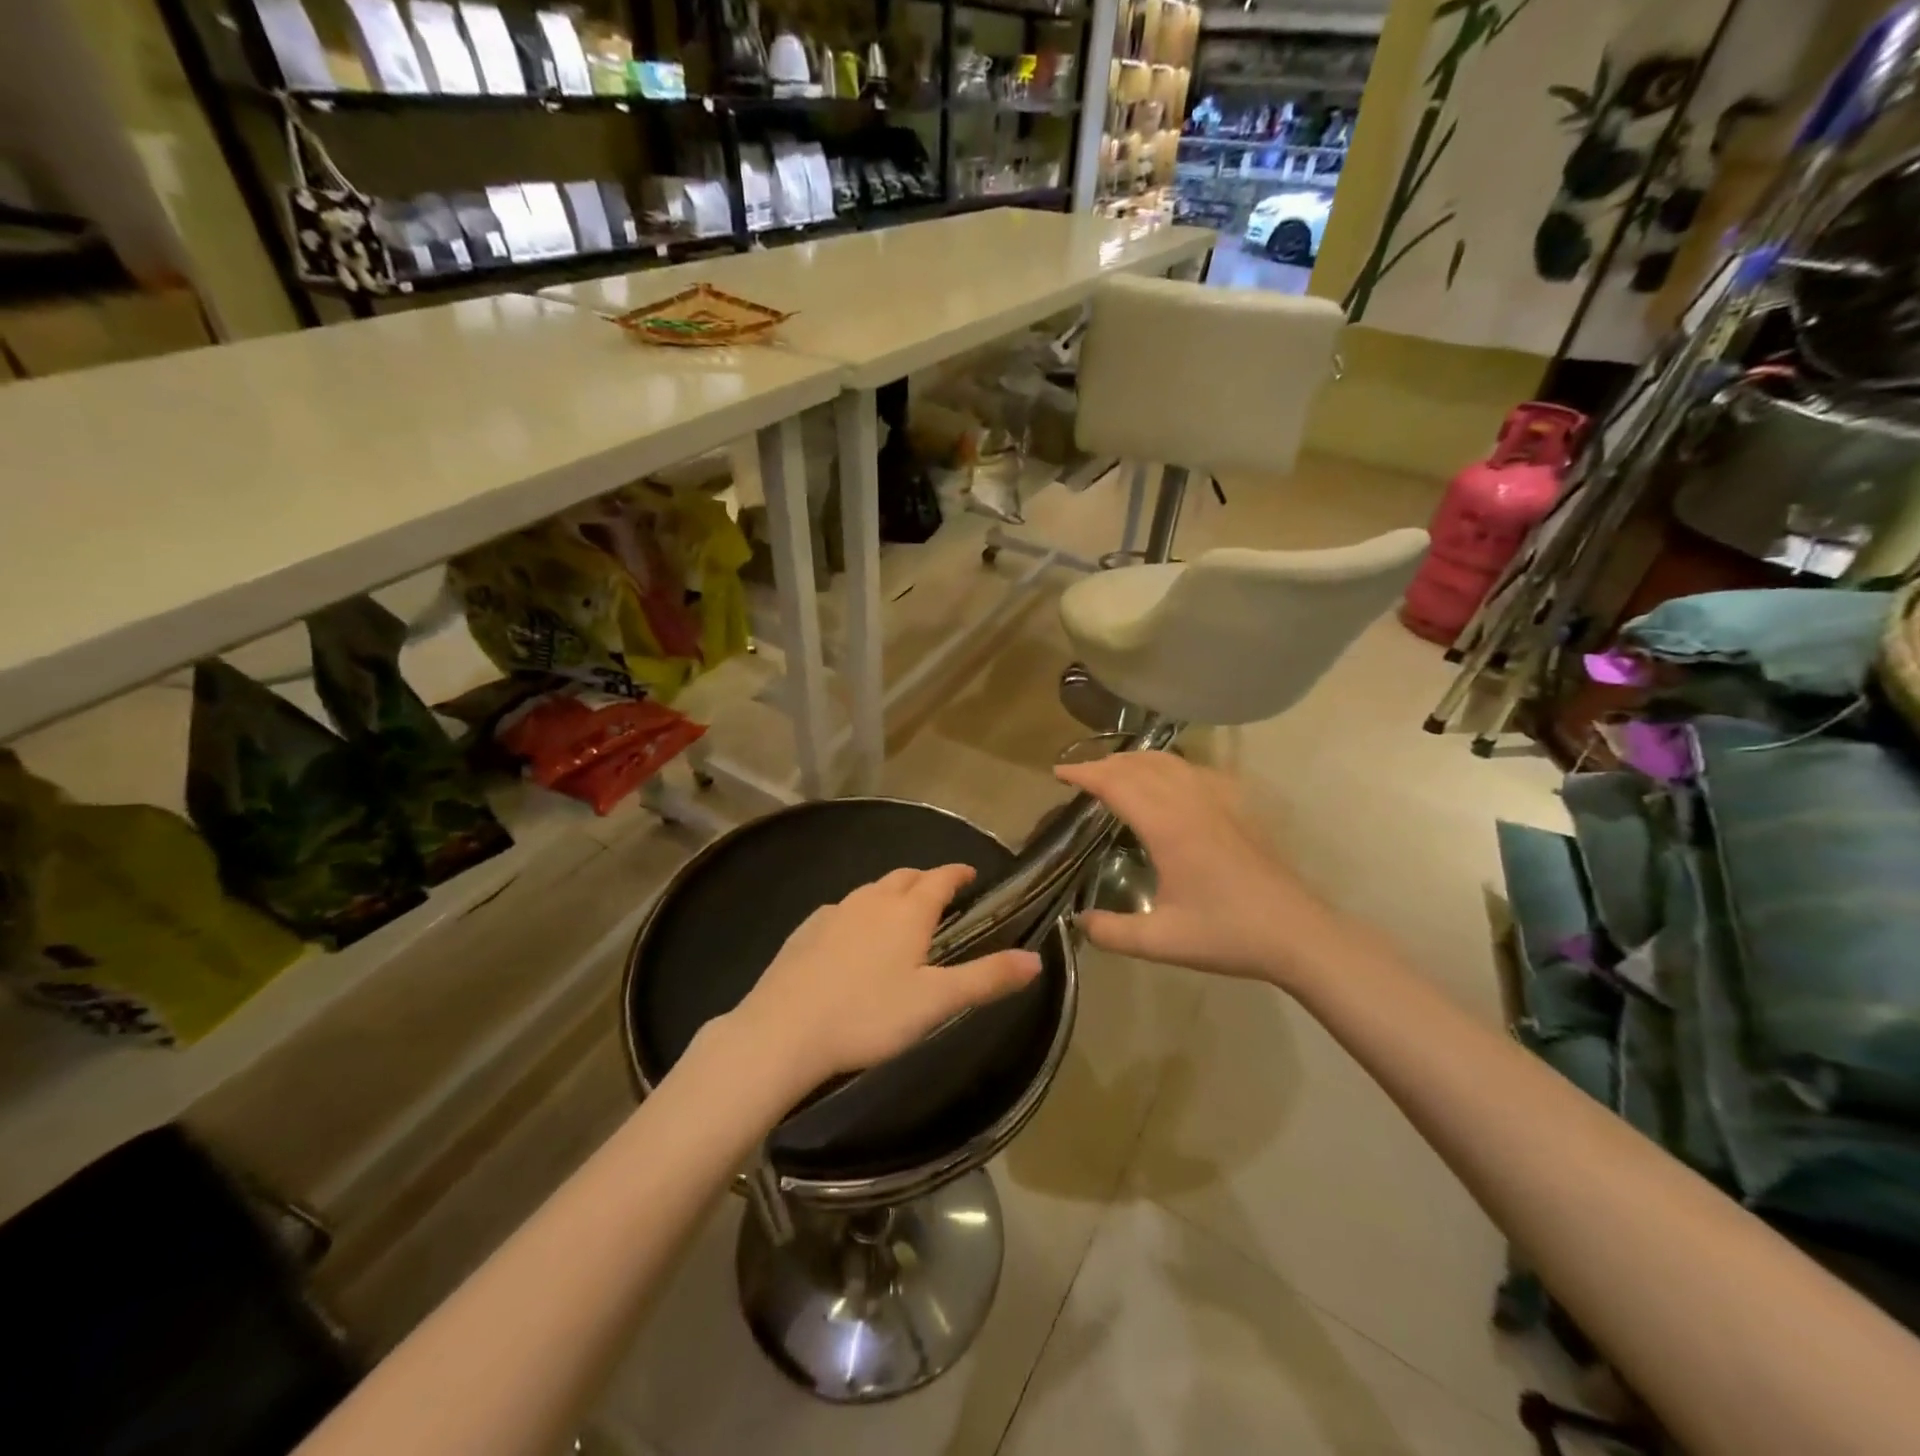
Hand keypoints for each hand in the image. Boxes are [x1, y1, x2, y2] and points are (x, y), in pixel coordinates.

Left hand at [726, 865, 1042, 1095]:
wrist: (783, 1031)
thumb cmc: (868, 1015)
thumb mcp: (936, 1002)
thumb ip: (987, 978)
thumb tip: (1035, 959)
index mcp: (907, 911)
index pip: (940, 878)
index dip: (958, 873)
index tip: (971, 875)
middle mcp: (872, 900)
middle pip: (905, 877)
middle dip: (926, 880)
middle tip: (940, 896)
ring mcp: (834, 912)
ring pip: (871, 890)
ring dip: (891, 894)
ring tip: (899, 915)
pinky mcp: (805, 930)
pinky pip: (841, 910)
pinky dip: (858, 913)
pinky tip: (852, 938)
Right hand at [1055, 751, 1344, 988]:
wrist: (1297, 932)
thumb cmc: (1227, 934)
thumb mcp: (1161, 941)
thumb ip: (1111, 933)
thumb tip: (1078, 922)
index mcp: (1169, 826)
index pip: (1118, 783)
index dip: (1085, 773)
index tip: (1058, 773)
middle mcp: (1191, 801)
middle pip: (1140, 764)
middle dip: (1104, 763)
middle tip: (1078, 775)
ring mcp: (1219, 799)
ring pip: (1169, 761)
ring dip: (1135, 760)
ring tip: (1113, 772)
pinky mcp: (1238, 806)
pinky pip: (1195, 770)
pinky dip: (1168, 766)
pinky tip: (1167, 781)